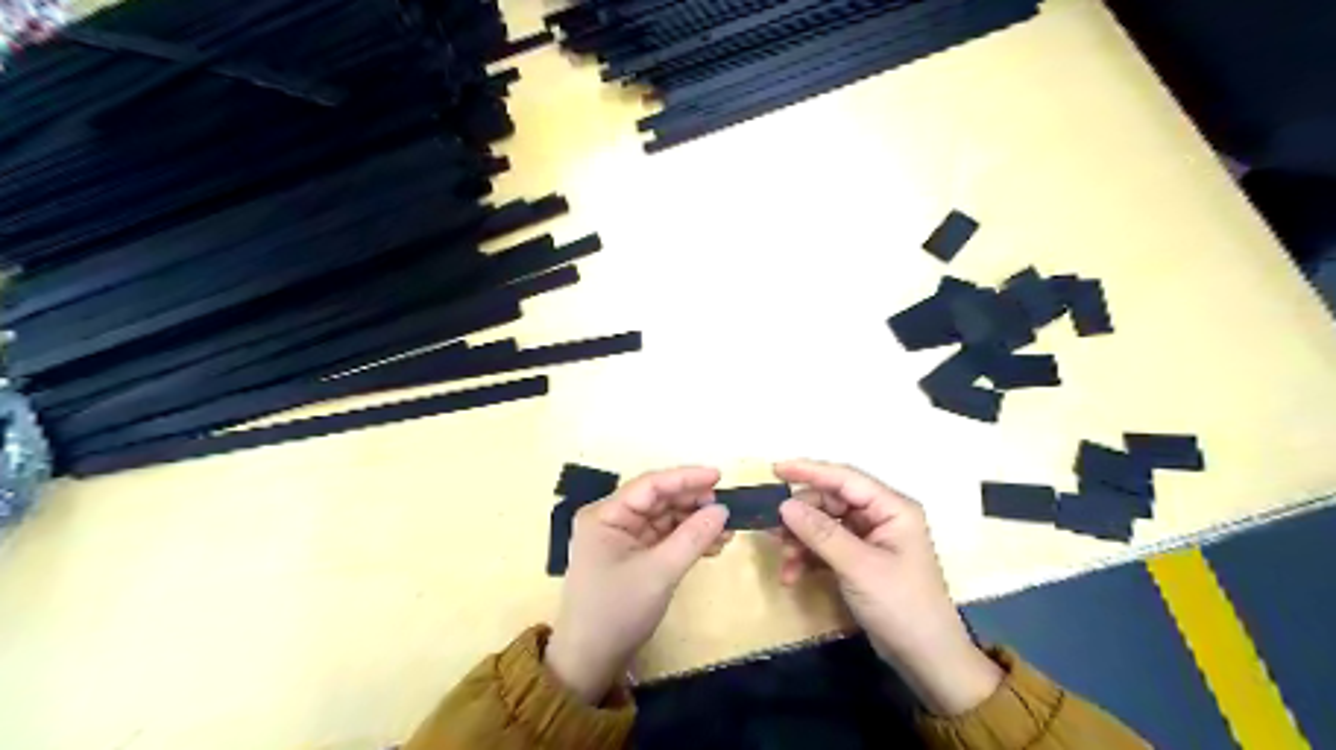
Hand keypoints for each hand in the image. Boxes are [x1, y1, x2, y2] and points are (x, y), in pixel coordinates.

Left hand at [543, 467, 729, 705]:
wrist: (590, 661)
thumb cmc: (617, 611)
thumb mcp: (659, 573)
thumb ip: (692, 537)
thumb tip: (723, 510)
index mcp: (605, 515)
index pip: (650, 485)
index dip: (685, 478)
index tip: (719, 476)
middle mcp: (612, 519)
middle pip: (658, 500)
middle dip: (693, 502)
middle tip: (726, 508)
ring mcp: (622, 538)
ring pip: (665, 518)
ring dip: (694, 522)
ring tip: (726, 529)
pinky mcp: (633, 556)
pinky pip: (664, 537)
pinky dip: (687, 539)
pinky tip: (713, 544)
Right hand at [773, 458, 1002, 714]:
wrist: (926, 660)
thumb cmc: (901, 605)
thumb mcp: (858, 567)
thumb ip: (820, 533)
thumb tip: (784, 505)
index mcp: (891, 508)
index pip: (845, 478)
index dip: (809, 471)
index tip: (774, 470)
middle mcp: (881, 517)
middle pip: (830, 502)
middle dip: (801, 518)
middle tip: (773, 532)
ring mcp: (870, 539)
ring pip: (824, 525)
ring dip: (801, 541)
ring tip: (785, 563)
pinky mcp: (860, 560)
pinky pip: (826, 547)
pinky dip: (808, 558)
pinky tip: (793, 576)